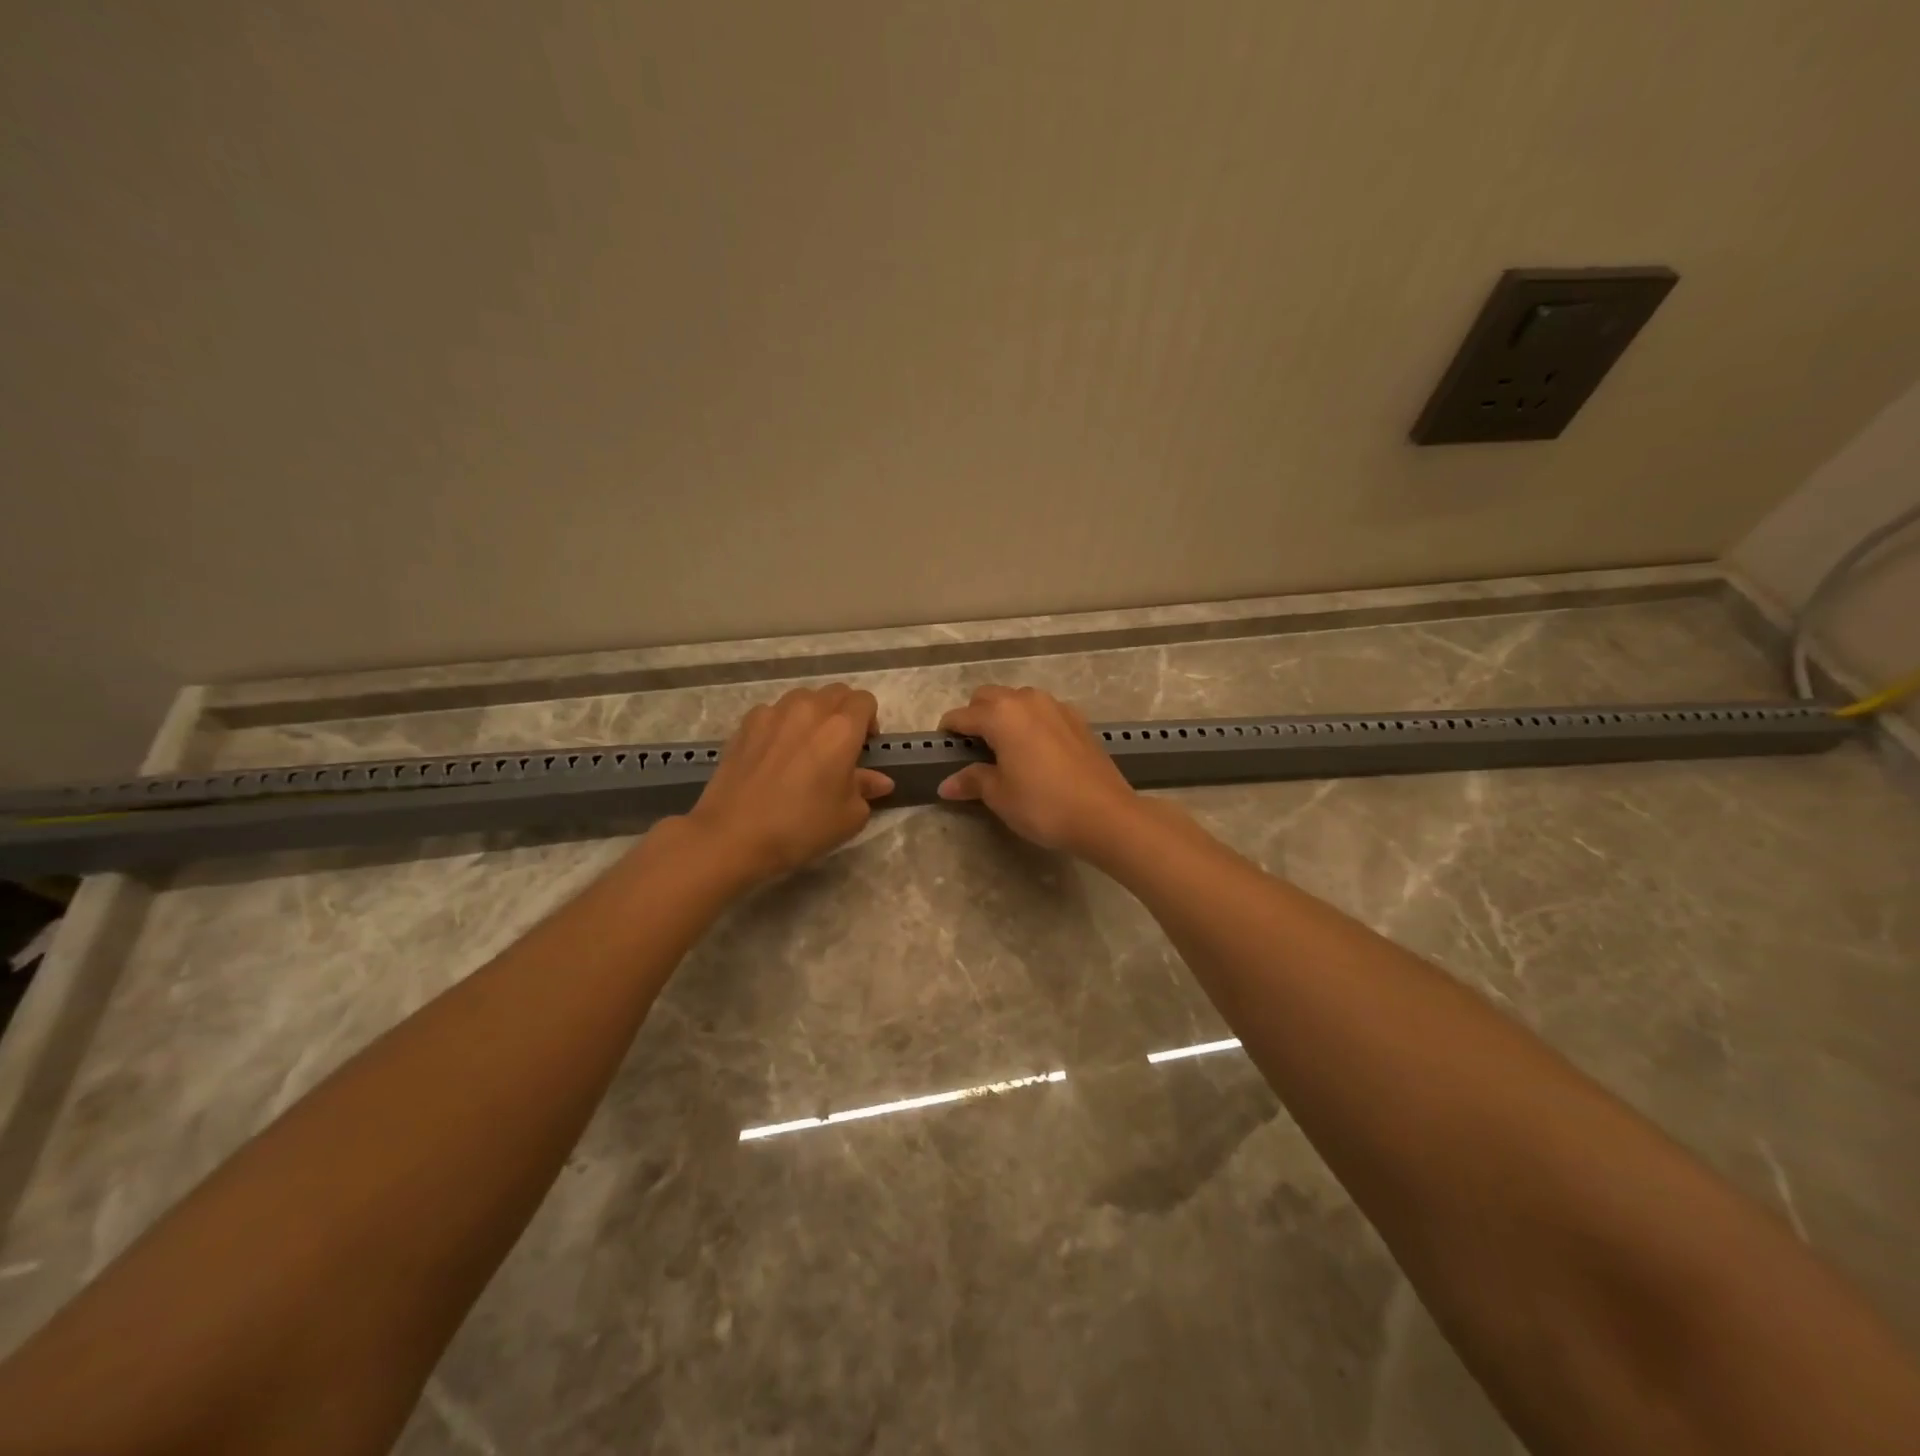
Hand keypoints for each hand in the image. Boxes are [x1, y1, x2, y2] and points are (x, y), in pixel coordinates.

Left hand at [685, 684, 894, 885]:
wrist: (733, 835)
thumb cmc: (801, 827)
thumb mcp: (848, 816)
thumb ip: (866, 789)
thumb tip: (879, 780)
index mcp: (841, 728)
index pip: (865, 701)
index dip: (870, 720)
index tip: (864, 747)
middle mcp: (809, 710)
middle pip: (835, 693)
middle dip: (844, 712)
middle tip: (839, 747)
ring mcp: (773, 713)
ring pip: (803, 698)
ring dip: (812, 714)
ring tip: (805, 746)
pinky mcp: (745, 724)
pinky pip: (772, 712)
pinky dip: (781, 724)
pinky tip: (774, 754)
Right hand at [936, 686, 1138, 857]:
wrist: (1105, 814)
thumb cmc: (1043, 804)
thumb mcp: (1000, 796)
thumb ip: (973, 781)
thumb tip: (946, 784)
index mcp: (1001, 715)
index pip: (963, 715)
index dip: (949, 729)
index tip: (942, 745)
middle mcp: (1027, 701)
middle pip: (990, 697)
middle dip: (975, 715)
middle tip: (972, 746)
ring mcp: (1056, 707)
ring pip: (1019, 699)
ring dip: (1005, 714)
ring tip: (1003, 746)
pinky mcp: (1078, 720)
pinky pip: (1043, 711)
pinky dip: (1031, 722)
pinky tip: (1035, 749)